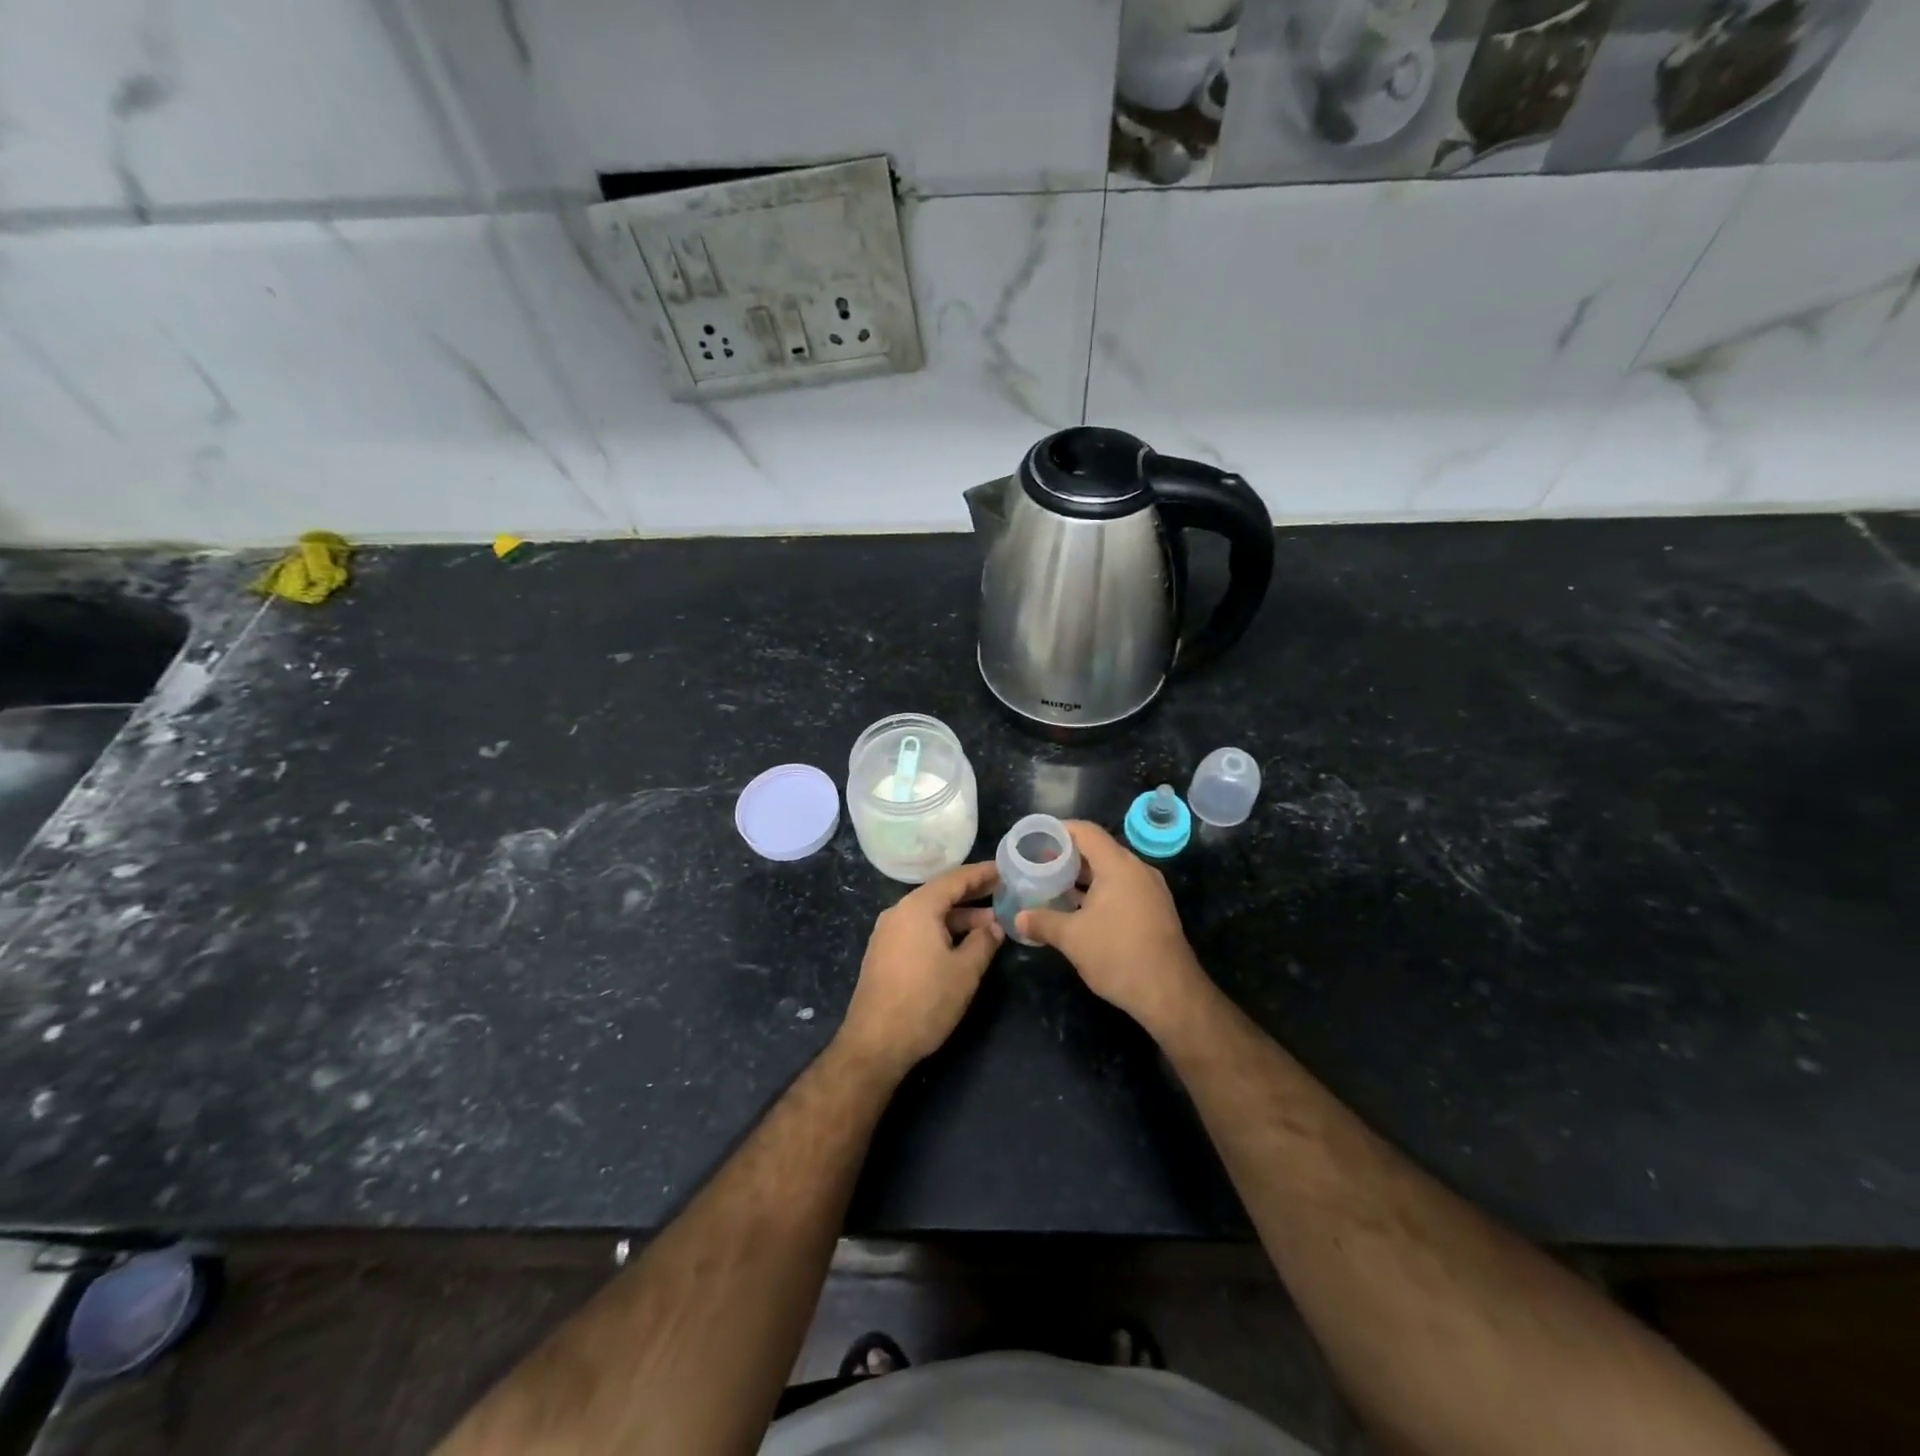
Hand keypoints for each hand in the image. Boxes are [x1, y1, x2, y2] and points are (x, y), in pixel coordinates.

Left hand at [837, 861, 1002, 1077]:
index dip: (982, 874)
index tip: (1005, 868)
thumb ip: (983, 941)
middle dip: (972, 895)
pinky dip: (942, 930)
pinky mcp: (884, 953)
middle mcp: (899, 912)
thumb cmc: (925, 1001)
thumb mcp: (965, 971)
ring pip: (930, 914)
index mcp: (918, 907)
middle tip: (1003, 893)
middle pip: (940, 894)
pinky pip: (918, 929)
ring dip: (959, 917)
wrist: (875, 1043)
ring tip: (990, 924)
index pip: (955, 879)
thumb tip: (994, 925)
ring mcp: (888, 933)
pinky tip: (962, 944)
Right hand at [1016, 821, 1208, 1034]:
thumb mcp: (1072, 938)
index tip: (1035, 839)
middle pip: (1098, 850)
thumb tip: (1018, 919)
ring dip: (1083, 877)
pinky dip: (1099, 892)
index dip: (1058, 831)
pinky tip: (1079, 911)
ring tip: (1053, 887)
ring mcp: (1150, 890)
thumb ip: (1042, 922)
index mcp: (1118, 866)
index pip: (1085, 832)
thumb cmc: (1118, 955)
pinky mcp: (1155, 910)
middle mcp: (1138, 870)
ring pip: (1111, 872)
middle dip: (1067, 856)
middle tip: (1038, 865)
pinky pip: (1122, 888)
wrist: (1170, 994)